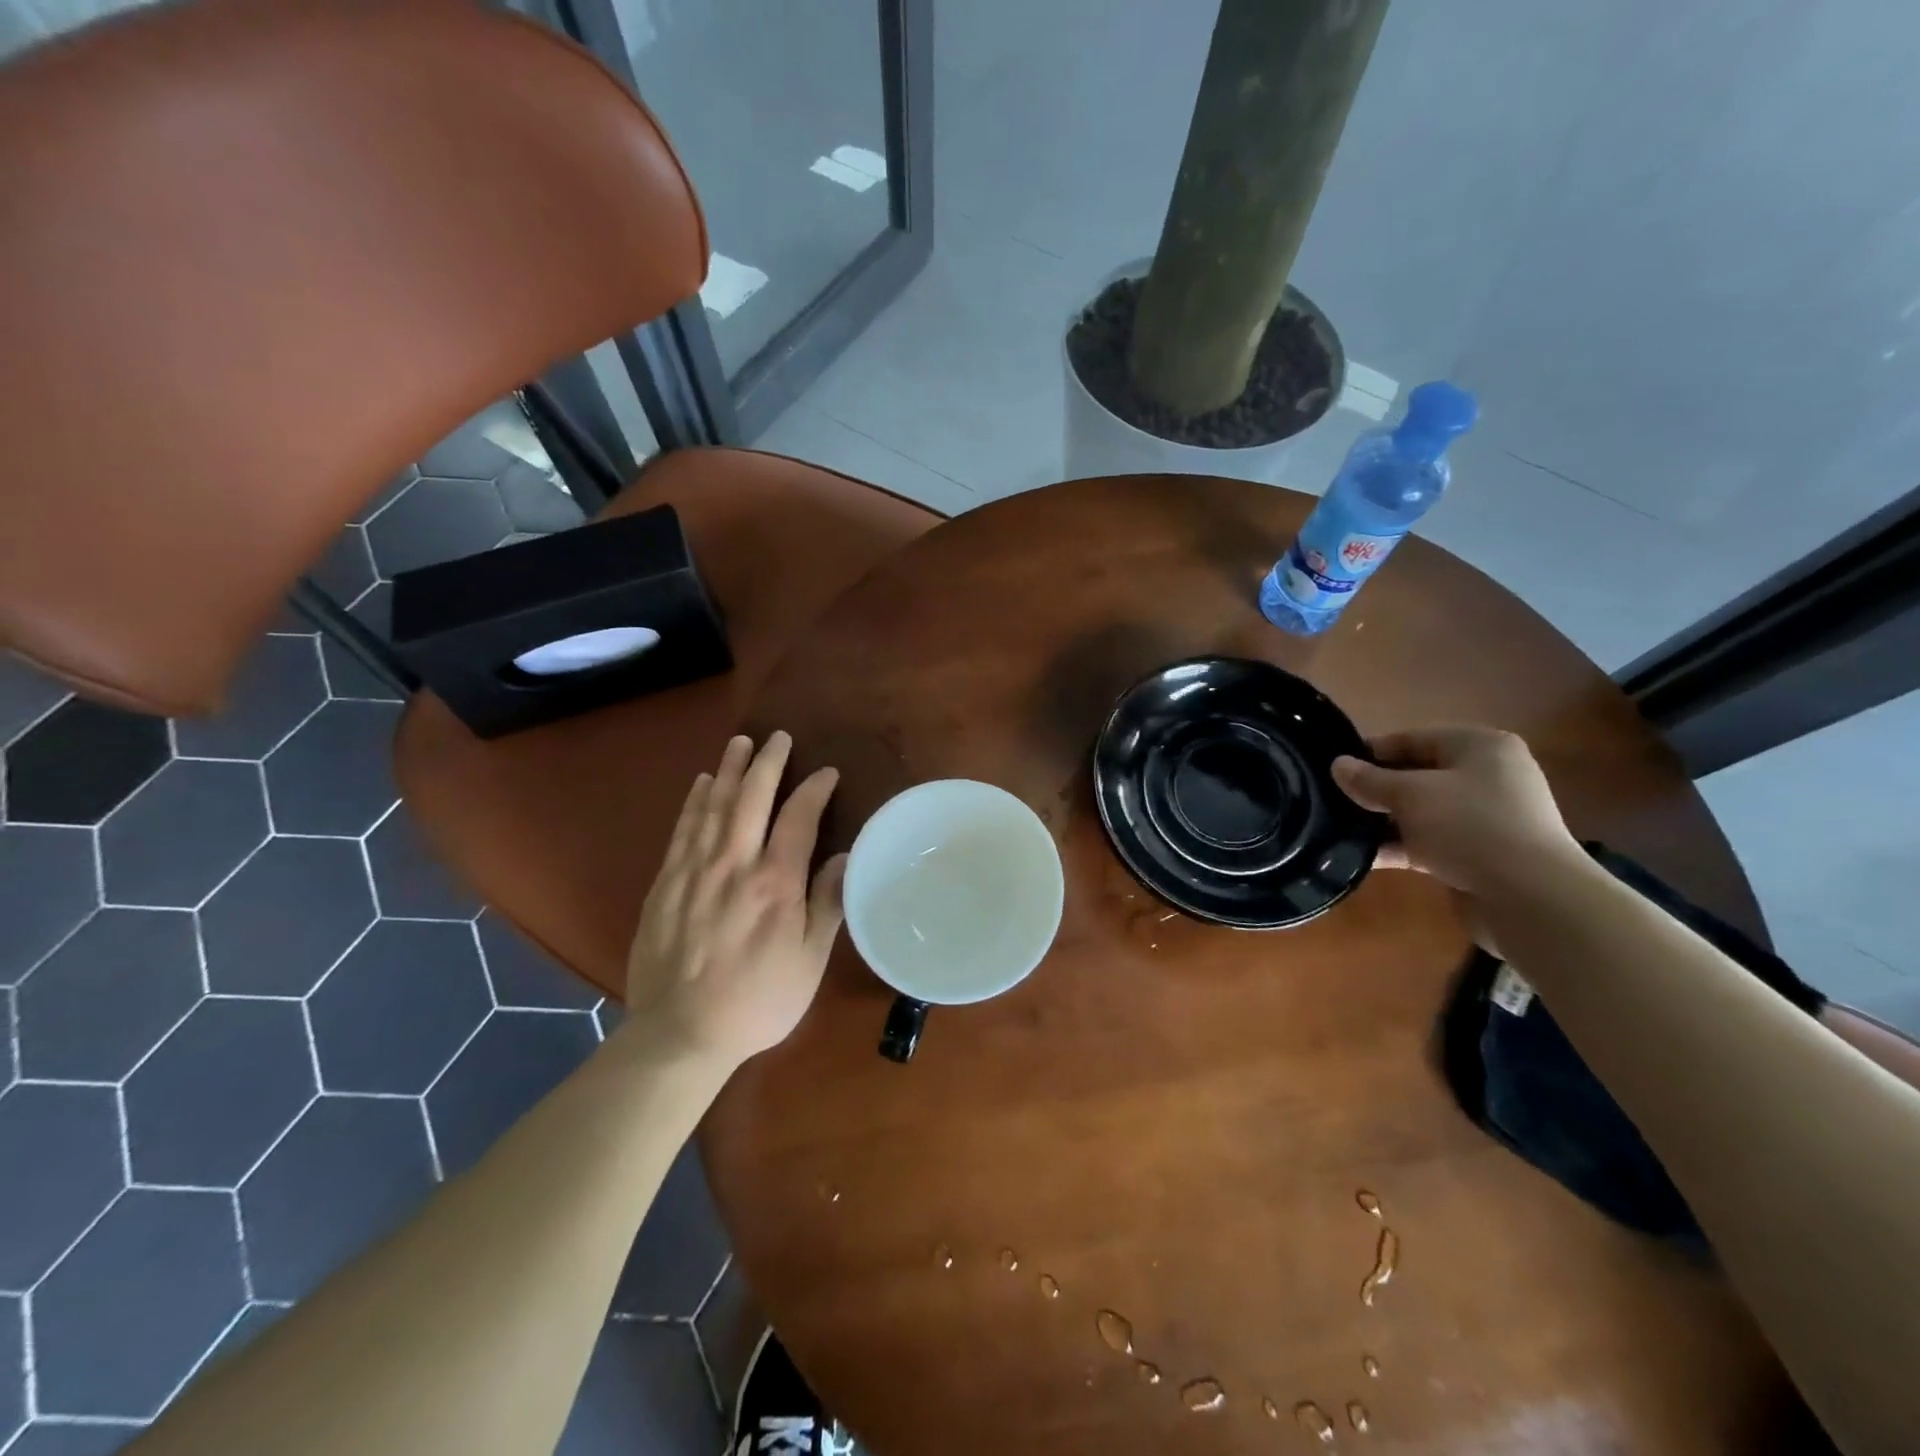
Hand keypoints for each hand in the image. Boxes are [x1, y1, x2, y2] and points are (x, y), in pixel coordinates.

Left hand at [625, 732, 846, 1068]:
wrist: (680, 1033)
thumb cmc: (758, 1000)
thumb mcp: (808, 961)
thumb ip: (827, 905)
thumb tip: (844, 857)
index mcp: (775, 883)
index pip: (798, 818)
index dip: (814, 789)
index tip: (826, 773)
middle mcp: (733, 865)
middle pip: (750, 798)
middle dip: (766, 763)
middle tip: (778, 737)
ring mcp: (694, 871)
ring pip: (712, 805)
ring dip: (728, 770)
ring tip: (739, 742)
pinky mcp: (665, 883)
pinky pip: (682, 829)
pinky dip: (693, 801)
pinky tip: (700, 783)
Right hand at [1331, 726, 1583, 897]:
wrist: (1530, 899)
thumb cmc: (1469, 827)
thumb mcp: (1409, 796)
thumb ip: (1369, 780)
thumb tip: (1337, 765)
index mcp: (1479, 746)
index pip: (1412, 738)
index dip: (1371, 752)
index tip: (1333, 770)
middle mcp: (1487, 776)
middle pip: (1417, 775)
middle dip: (1376, 789)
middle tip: (1333, 801)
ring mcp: (1486, 817)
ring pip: (1422, 811)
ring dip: (1385, 821)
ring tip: (1340, 829)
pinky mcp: (1480, 854)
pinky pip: (1430, 841)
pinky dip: (1401, 846)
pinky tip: (1364, 856)